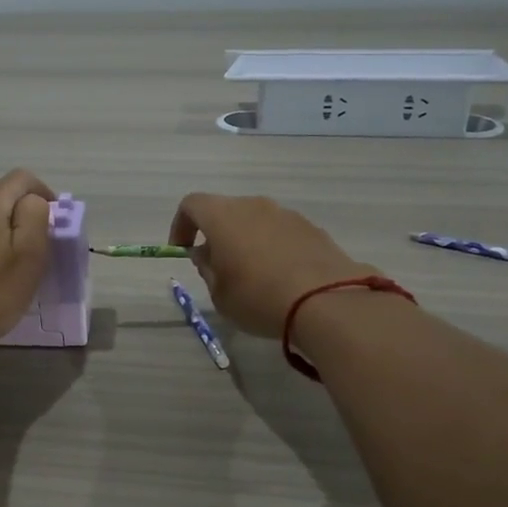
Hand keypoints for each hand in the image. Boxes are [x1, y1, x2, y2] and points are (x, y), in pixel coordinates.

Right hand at [168, 193, 381, 338]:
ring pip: (256, 221)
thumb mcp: (220, 294)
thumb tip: (207, 255)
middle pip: (226, 211)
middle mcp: (254, 206)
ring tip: (253, 275)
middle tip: (218, 266)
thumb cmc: (258, 298)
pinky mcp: (312, 228)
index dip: (181, 225)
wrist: (326, 302)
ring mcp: (286, 214)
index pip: (191, 205)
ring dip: (247, 240)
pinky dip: (274, 248)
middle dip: (217, 234)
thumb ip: (208, 269)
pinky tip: (281, 277)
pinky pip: (282, 233)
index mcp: (223, 216)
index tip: (183, 250)